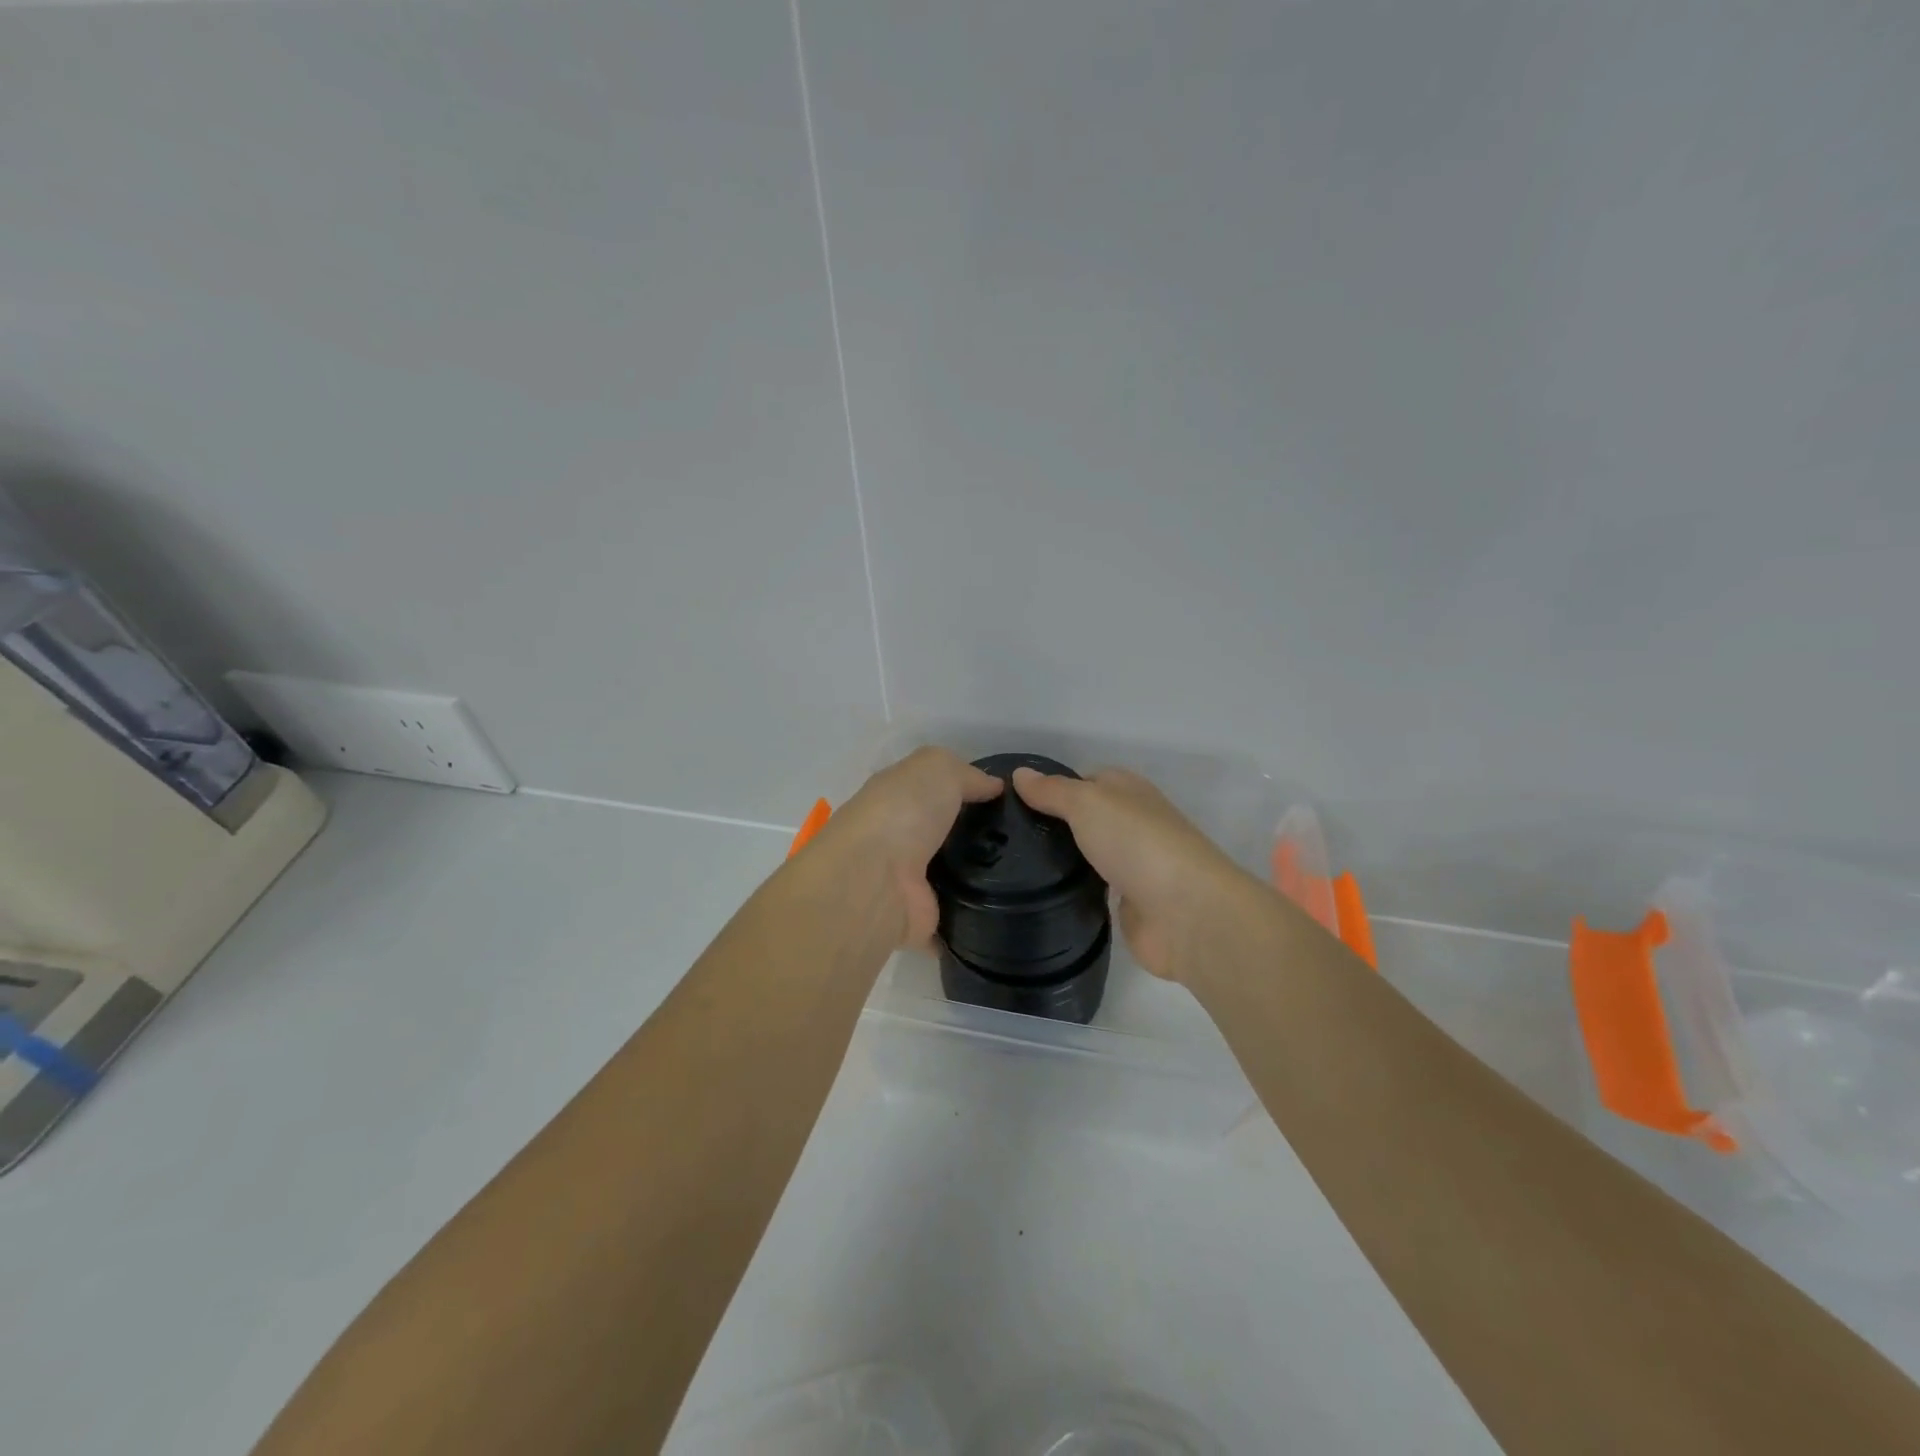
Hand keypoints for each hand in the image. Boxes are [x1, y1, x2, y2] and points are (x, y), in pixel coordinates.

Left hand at [809, 747, 1003, 947]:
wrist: (874, 881)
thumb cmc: (902, 813)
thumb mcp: (937, 769)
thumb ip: (966, 774)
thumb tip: (994, 786)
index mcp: (895, 799)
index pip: (932, 791)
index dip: (965, 790)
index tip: (1006, 799)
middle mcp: (898, 840)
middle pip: (945, 835)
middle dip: (978, 836)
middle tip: (1021, 838)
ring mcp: (907, 883)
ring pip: (952, 876)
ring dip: (980, 877)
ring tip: (1021, 875)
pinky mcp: (919, 920)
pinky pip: (954, 920)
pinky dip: (973, 920)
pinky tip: (1004, 912)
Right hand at [1011, 765, 1258, 981]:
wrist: (1185, 912)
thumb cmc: (1136, 842)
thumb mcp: (1087, 802)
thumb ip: (1052, 791)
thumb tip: (1020, 774)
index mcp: (1127, 790)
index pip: (1083, 781)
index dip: (1050, 789)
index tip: (1010, 803)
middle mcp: (1132, 822)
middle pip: (1085, 818)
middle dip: (1051, 826)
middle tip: (1002, 837)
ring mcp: (1133, 864)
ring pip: (1088, 853)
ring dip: (1062, 858)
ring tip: (1010, 865)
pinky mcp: (1130, 902)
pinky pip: (1093, 888)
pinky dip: (1074, 889)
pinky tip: (1042, 894)